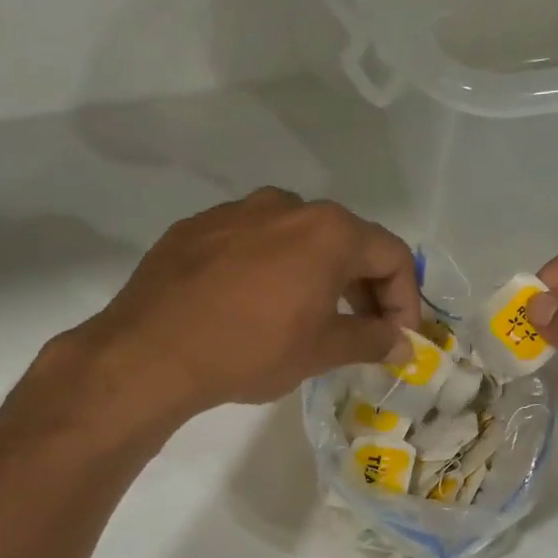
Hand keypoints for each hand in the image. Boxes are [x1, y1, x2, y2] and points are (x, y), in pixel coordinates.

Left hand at [20, 188, 418, 441]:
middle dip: (365, 287)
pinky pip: (254, 242)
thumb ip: (372, 340)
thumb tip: (404, 344)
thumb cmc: (252, 349)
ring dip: (319, 275)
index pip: (392, 255)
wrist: (151, 352)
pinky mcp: (198, 226)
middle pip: (347, 240)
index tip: (399, 337)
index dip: (406, 299)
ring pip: (299, 238)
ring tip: (312, 317)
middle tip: (364, 330)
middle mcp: (288, 206)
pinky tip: (258, 306)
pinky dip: (273, 269)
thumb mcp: (322, 351)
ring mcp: (238, 210)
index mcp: (329, 231)